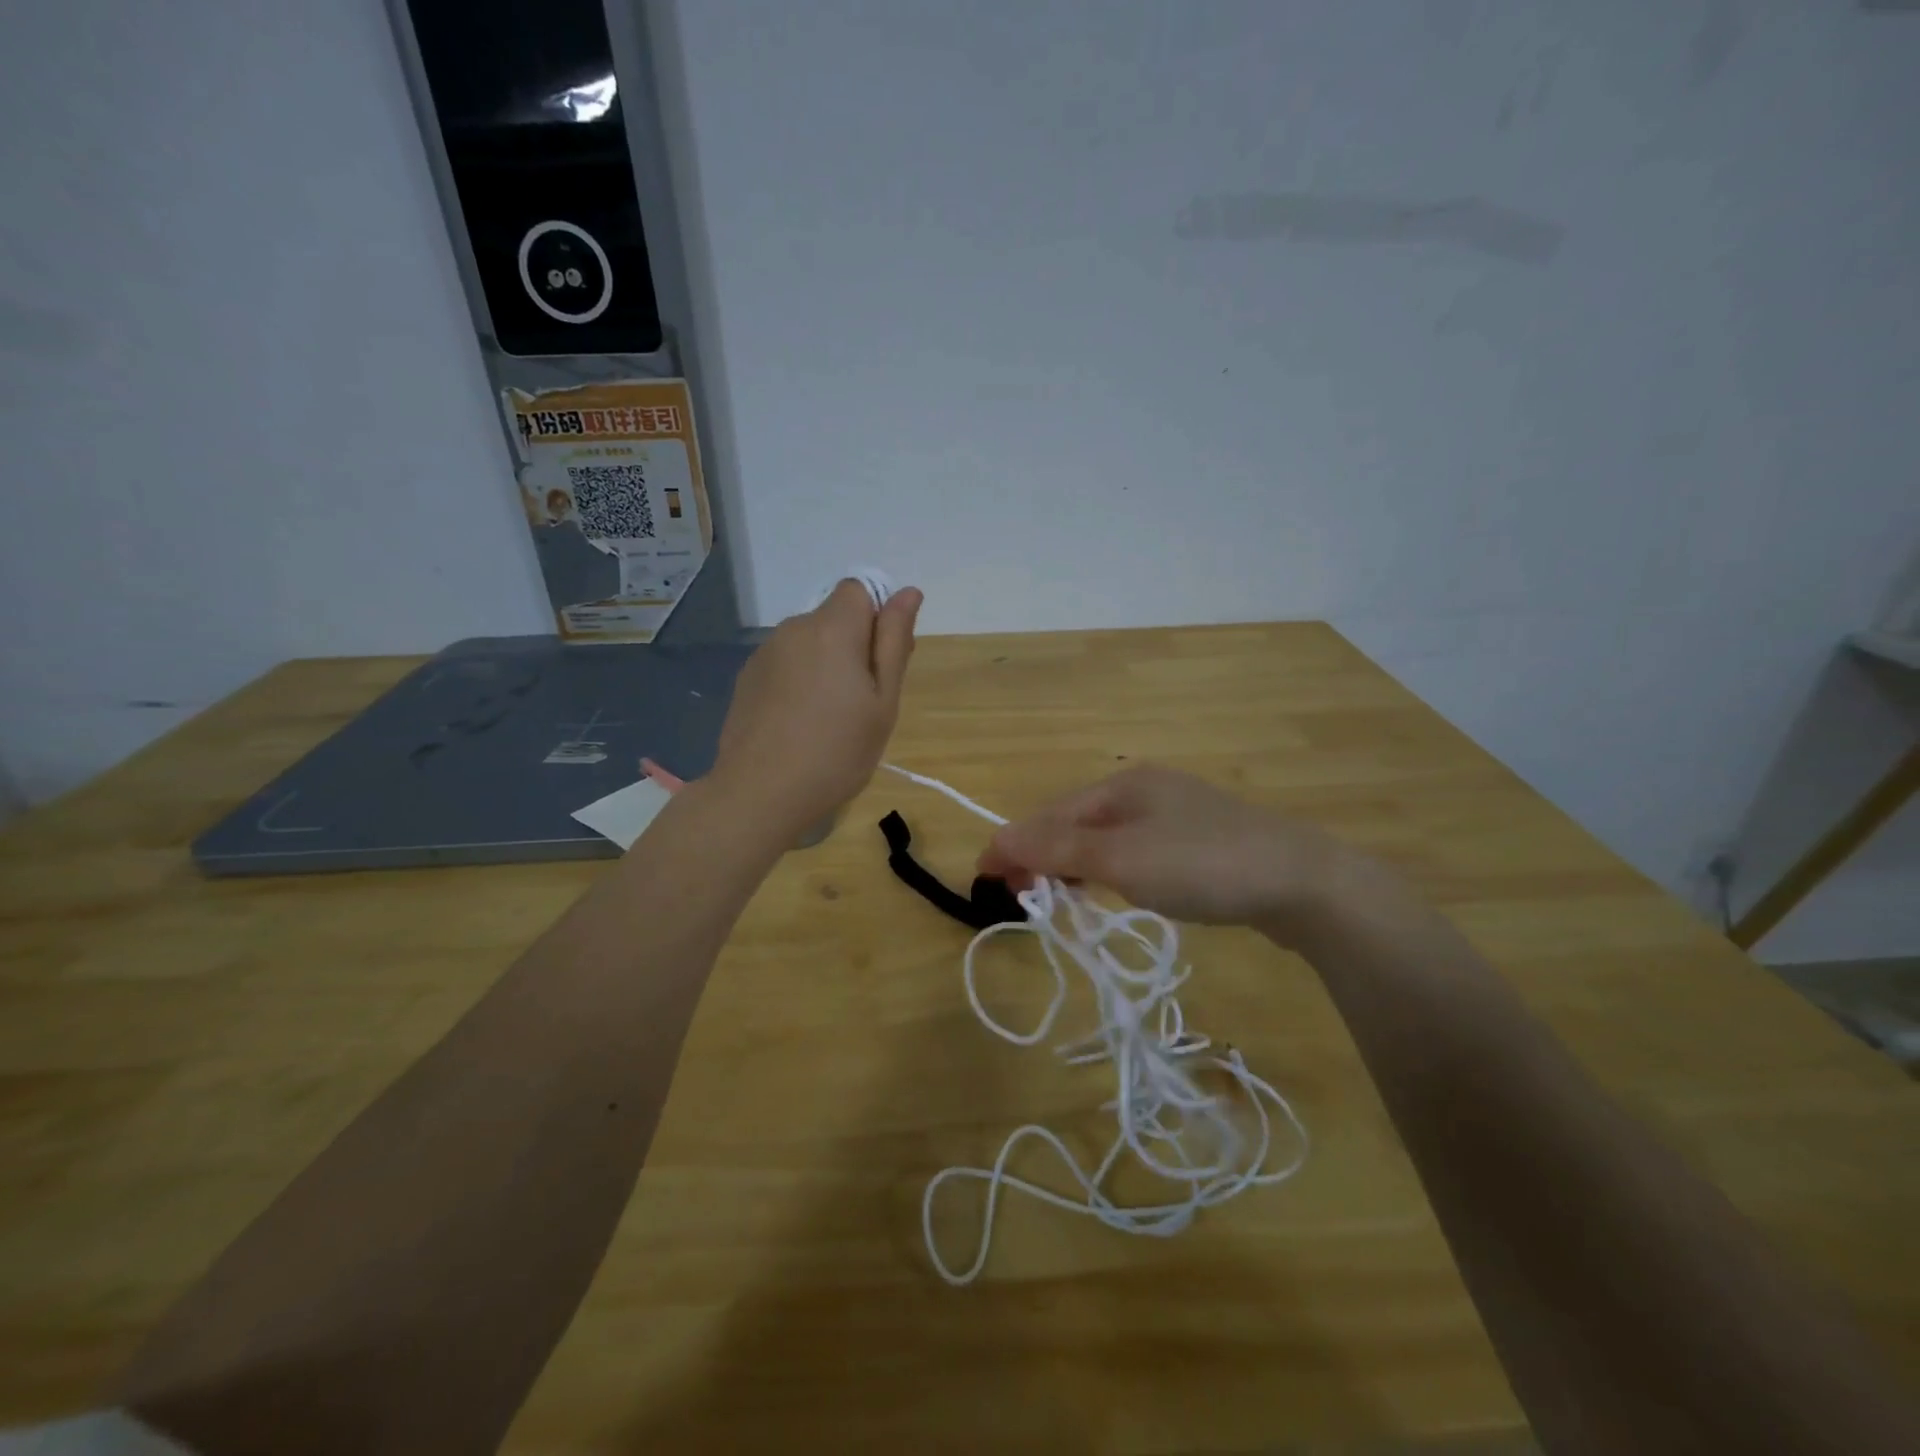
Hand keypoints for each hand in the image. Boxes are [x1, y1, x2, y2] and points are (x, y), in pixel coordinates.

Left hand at [710, 579, 922, 834]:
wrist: (760, 794)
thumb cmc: (837, 752)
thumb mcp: (883, 702)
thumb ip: (894, 641)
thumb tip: (908, 592)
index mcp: (832, 629)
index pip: (859, 590)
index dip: (878, 617)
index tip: (883, 662)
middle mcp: (794, 629)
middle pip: (834, 617)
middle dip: (854, 645)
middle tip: (864, 701)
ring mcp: (765, 653)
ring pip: (809, 642)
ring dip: (826, 664)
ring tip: (829, 718)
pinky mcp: (748, 678)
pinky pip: (786, 663)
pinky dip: (800, 681)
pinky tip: (798, 723)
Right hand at [977, 764, 1376, 941]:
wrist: (1304, 883)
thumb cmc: (1201, 865)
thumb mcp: (1120, 858)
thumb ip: (1056, 849)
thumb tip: (998, 839)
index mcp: (1123, 784)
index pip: (1051, 814)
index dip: (1013, 845)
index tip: (982, 880)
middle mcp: (1146, 790)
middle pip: (1076, 822)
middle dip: (1042, 856)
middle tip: (1019, 897)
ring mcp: (1178, 814)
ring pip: (1106, 838)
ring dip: (1073, 865)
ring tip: (1054, 897)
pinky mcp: (1202, 842)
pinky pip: (1135, 851)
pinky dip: (1109, 870)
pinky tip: (1111, 887)